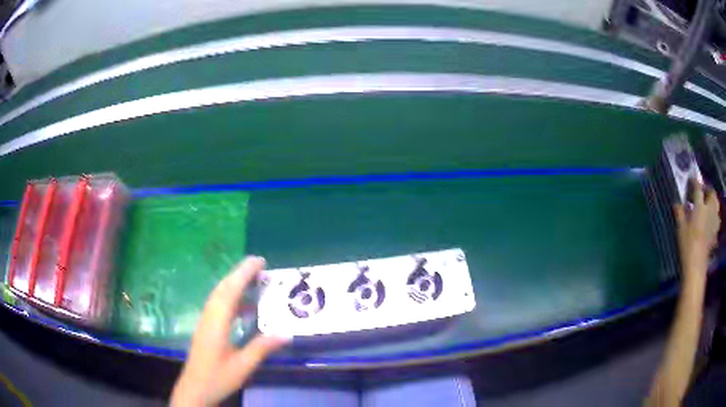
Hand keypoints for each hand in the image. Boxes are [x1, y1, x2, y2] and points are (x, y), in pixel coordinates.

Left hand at [171, 256, 289, 405]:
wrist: (195, 389)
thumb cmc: (218, 378)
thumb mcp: (243, 366)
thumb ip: (262, 348)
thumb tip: (286, 333)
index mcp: (216, 324)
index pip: (230, 292)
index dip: (243, 274)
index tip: (259, 261)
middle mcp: (209, 317)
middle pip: (222, 289)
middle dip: (239, 273)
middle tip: (260, 265)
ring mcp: (206, 322)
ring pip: (219, 296)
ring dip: (236, 284)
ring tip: (255, 281)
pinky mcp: (206, 328)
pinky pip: (219, 306)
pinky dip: (233, 300)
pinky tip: (246, 308)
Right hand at [674, 180, 720, 284]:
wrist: (696, 266)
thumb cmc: (687, 245)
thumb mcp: (680, 228)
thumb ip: (680, 213)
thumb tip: (677, 203)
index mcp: (700, 205)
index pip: (698, 187)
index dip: (694, 181)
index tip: (690, 179)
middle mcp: (709, 209)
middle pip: (712, 193)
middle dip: (707, 190)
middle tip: (702, 192)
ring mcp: (714, 221)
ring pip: (716, 205)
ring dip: (713, 202)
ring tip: (708, 205)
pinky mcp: (715, 233)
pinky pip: (716, 220)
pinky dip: (714, 218)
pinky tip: (711, 222)